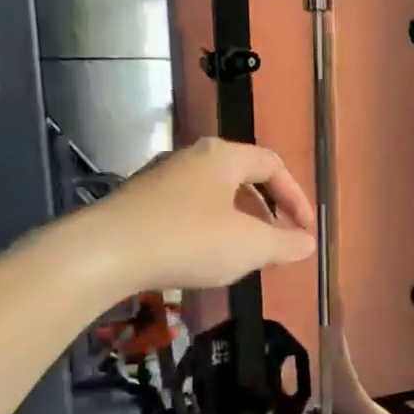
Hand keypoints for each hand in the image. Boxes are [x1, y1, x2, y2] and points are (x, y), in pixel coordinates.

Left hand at [89, 138, 315, 291]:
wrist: (105, 252)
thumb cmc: (189, 240)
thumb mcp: (249, 246)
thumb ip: (284, 244)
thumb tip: (308, 243)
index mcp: (223, 156)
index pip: (273, 165)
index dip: (296, 198)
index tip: (305, 231)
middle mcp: (192, 157)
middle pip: (242, 177)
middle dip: (267, 211)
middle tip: (277, 243)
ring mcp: (161, 177)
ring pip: (214, 194)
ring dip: (238, 221)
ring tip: (244, 254)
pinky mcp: (139, 201)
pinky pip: (188, 209)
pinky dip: (209, 228)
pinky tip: (204, 257)